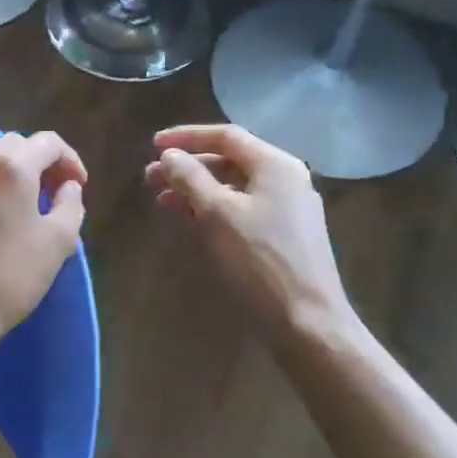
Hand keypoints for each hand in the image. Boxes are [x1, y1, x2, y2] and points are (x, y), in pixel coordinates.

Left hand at [0, 131, 87, 348]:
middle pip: (13, 145)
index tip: (78, 186)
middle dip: (38, 162)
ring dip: (7, 173)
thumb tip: (67, 187)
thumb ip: (71, 205)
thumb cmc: (10, 277)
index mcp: (10, 167)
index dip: (70, 160)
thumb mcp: (59, 243)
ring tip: (20, 205)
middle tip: (53, 193)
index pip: (48, 142)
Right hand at [145, 124, 356, 350]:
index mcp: (275, 165)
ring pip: (233, 187)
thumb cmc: (260, 260)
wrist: (306, 321)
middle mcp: (285, 180)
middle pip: (229, 161)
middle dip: (187, 166)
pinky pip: (241, 210)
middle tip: (150, 177)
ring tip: (162, 199)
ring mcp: (287, 210)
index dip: (186, 137)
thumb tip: (170, 155)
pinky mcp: (283, 237)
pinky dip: (212, 209)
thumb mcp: (218, 214)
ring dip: (196, 189)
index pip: (226, 136)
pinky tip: (189, 219)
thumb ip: (191, 178)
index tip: (153, 145)